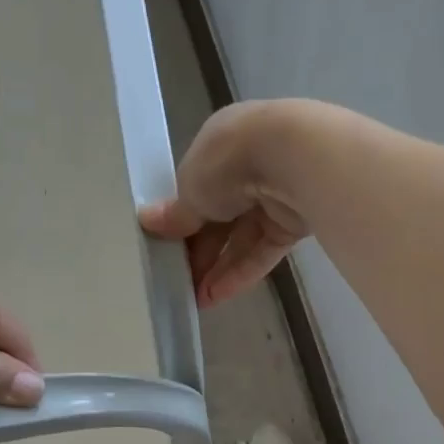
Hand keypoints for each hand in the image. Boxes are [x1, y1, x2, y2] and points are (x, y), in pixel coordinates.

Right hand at [139, 100, 320, 306]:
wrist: (295, 159)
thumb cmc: (230, 162)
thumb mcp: (191, 188)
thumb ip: (176, 212)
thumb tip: (147, 222)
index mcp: (221, 144)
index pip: (197, 186)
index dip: (181, 218)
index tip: (165, 245)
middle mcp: (249, 166)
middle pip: (220, 215)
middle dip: (199, 250)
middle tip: (178, 280)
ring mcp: (275, 194)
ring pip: (242, 237)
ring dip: (218, 268)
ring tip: (195, 299)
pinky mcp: (295, 222)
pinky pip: (263, 250)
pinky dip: (241, 272)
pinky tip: (216, 296)